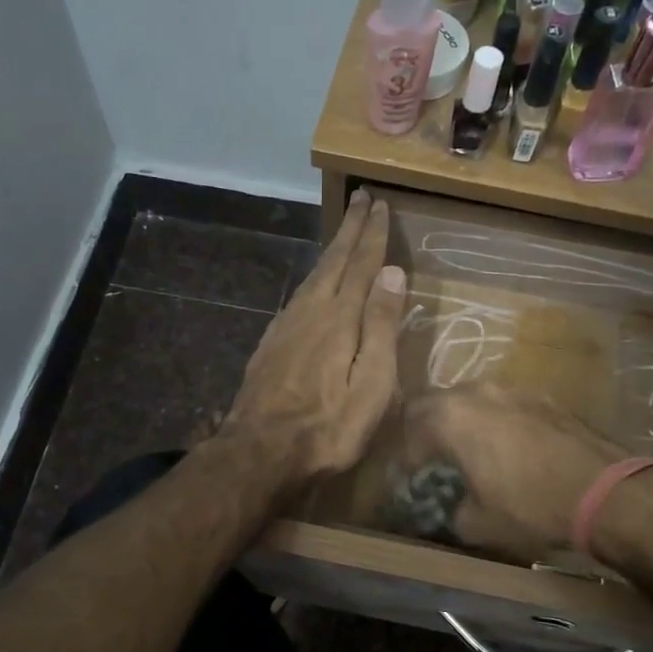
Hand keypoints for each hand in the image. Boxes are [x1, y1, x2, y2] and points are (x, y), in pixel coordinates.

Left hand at [222, 189, 405, 486]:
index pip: (362, 265)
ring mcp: (286, 326)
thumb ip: (382, 327)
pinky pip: (299, 295)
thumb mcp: (372, 384)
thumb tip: (392, 272)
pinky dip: (314, 278)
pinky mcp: (271, 344)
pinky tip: (315, 285)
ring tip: (343, 234)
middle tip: (361, 198)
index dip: (373, 235)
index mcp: (340, 318)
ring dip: (332, 250)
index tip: (381, 204)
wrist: (259, 452)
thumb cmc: (328, 427)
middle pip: (333, 260)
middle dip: (350, 229)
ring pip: (313, 276)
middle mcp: (310, 311)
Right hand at [403, 385, 630, 558]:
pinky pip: (504, 405)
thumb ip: (450, 512)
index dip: (402, 459)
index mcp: (450, 417)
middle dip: (425, 432)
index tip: (405, 482)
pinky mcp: (543, 397)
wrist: (607, 492)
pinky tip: (507, 448)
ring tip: (467, 452)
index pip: (408, 431)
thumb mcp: (478, 523)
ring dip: (461, 422)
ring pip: (471, 399)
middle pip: (434, 405)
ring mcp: (513, 389)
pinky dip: (494, 422)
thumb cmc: (531, 507)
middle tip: (428, 461)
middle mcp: (476, 392)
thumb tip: (447, 510)